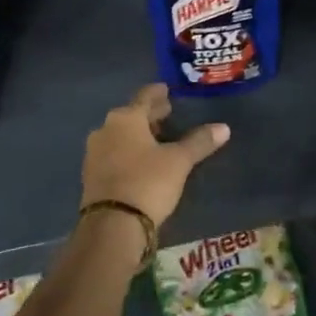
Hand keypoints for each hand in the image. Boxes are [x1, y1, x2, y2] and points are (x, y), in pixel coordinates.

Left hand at [80, 83, 229, 228]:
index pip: (144, 97)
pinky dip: (128, 152)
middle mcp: (105, 130)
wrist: (112, 225)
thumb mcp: (179, 161)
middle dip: (149, 115)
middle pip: (131, 116)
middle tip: (167, 114)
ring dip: (138, 135)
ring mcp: (94, 153)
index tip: (166, 90)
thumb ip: (199, 142)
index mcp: (125, 118)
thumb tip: (224, 127)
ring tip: (157, 139)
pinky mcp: (91, 176)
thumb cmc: (148, 182)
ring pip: (120, 135)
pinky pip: (113, 154)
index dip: (157, 93)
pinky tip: (141, 161)